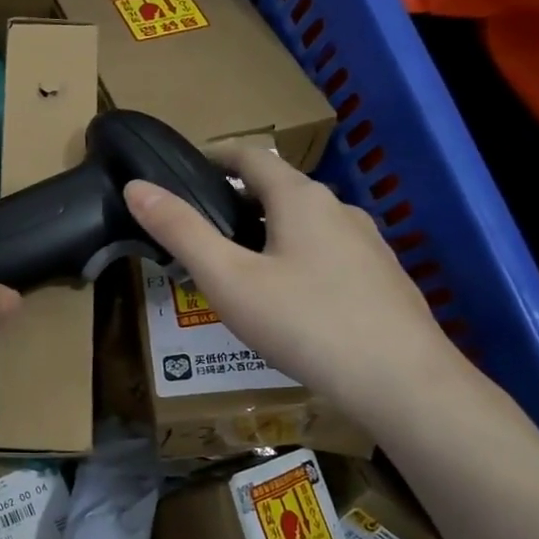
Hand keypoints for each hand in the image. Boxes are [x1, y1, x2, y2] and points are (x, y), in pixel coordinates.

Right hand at [123, 144, 456, 414]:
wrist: (402, 382)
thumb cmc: (305, 323)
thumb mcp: (228, 279)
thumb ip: (181, 231)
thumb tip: (136, 187)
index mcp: (300, 198)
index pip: (251, 156)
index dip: (214, 157)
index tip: (183, 174)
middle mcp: (339, 209)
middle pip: (279, 190)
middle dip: (237, 203)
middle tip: (200, 235)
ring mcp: (368, 244)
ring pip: (306, 225)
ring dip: (268, 234)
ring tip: (239, 272)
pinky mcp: (383, 278)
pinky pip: (329, 254)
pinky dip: (298, 260)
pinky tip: (289, 303)